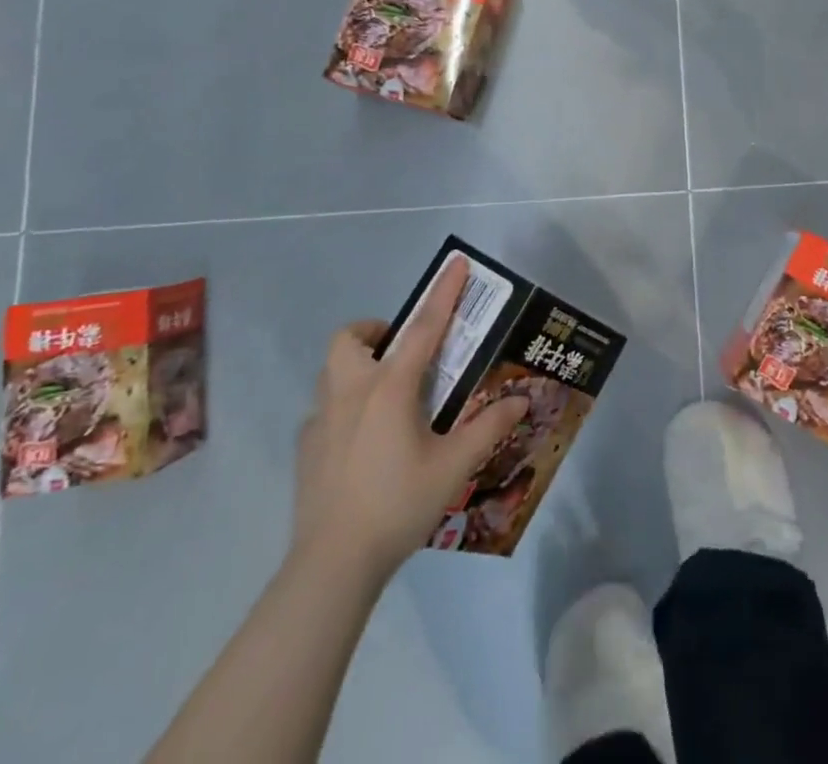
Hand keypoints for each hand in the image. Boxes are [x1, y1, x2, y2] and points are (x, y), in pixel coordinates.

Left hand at [291, 255, 529, 578]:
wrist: (333, 564)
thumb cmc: (398, 504)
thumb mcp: (454, 466)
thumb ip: (489, 427)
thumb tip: (522, 400)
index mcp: (390, 388)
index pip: (424, 327)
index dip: (443, 292)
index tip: (456, 263)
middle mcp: (352, 392)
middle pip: (351, 338)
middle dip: (376, 331)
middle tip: (403, 353)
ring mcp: (321, 419)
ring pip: (332, 369)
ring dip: (357, 364)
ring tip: (386, 392)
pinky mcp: (305, 447)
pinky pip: (324, 408)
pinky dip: (344, 406)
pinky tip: (362, 439)